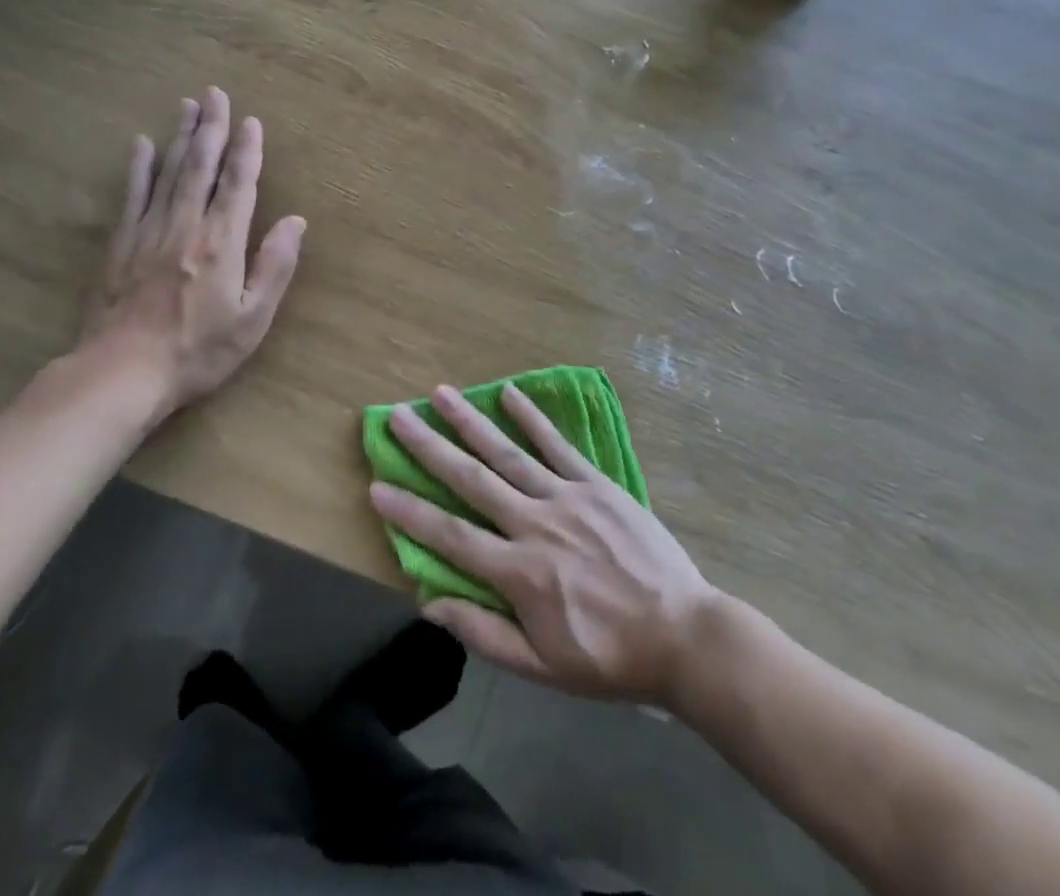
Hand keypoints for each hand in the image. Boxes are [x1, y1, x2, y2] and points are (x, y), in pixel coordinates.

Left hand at [75, 87, 305, 424]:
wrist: (121, 373)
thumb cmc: (197, 351)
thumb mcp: (252, 319)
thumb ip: (275, 266)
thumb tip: (296, 221)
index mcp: (222, 242)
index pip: (239, 185)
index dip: (247, 151)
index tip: (252, 121)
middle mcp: (186, 226)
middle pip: (200, 166)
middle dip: (211, 127)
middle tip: (215, 93)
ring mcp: (148, 232)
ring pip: (168, 172)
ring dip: (180, 136)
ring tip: (187, 105)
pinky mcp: (120, 244)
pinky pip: (132, 196)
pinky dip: (138, 168)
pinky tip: (141, 144)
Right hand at [370, 383, 717, 707]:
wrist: (683, 635)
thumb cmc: (608, 658)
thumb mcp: (541, 667)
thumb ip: (483, 633)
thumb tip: (429, 604)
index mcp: (518, 573)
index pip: (449, 536)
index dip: (409, 513)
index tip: (377, 485)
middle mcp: (535, 524)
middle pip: (471, 479)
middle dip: (430, 447)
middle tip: (398, 417)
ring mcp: (567, 497)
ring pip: (509, 453)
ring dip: (471, 421)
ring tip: (441, 393)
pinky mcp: (597, 484)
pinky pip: (559, 445)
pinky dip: (532, 418)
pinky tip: (509, 393)